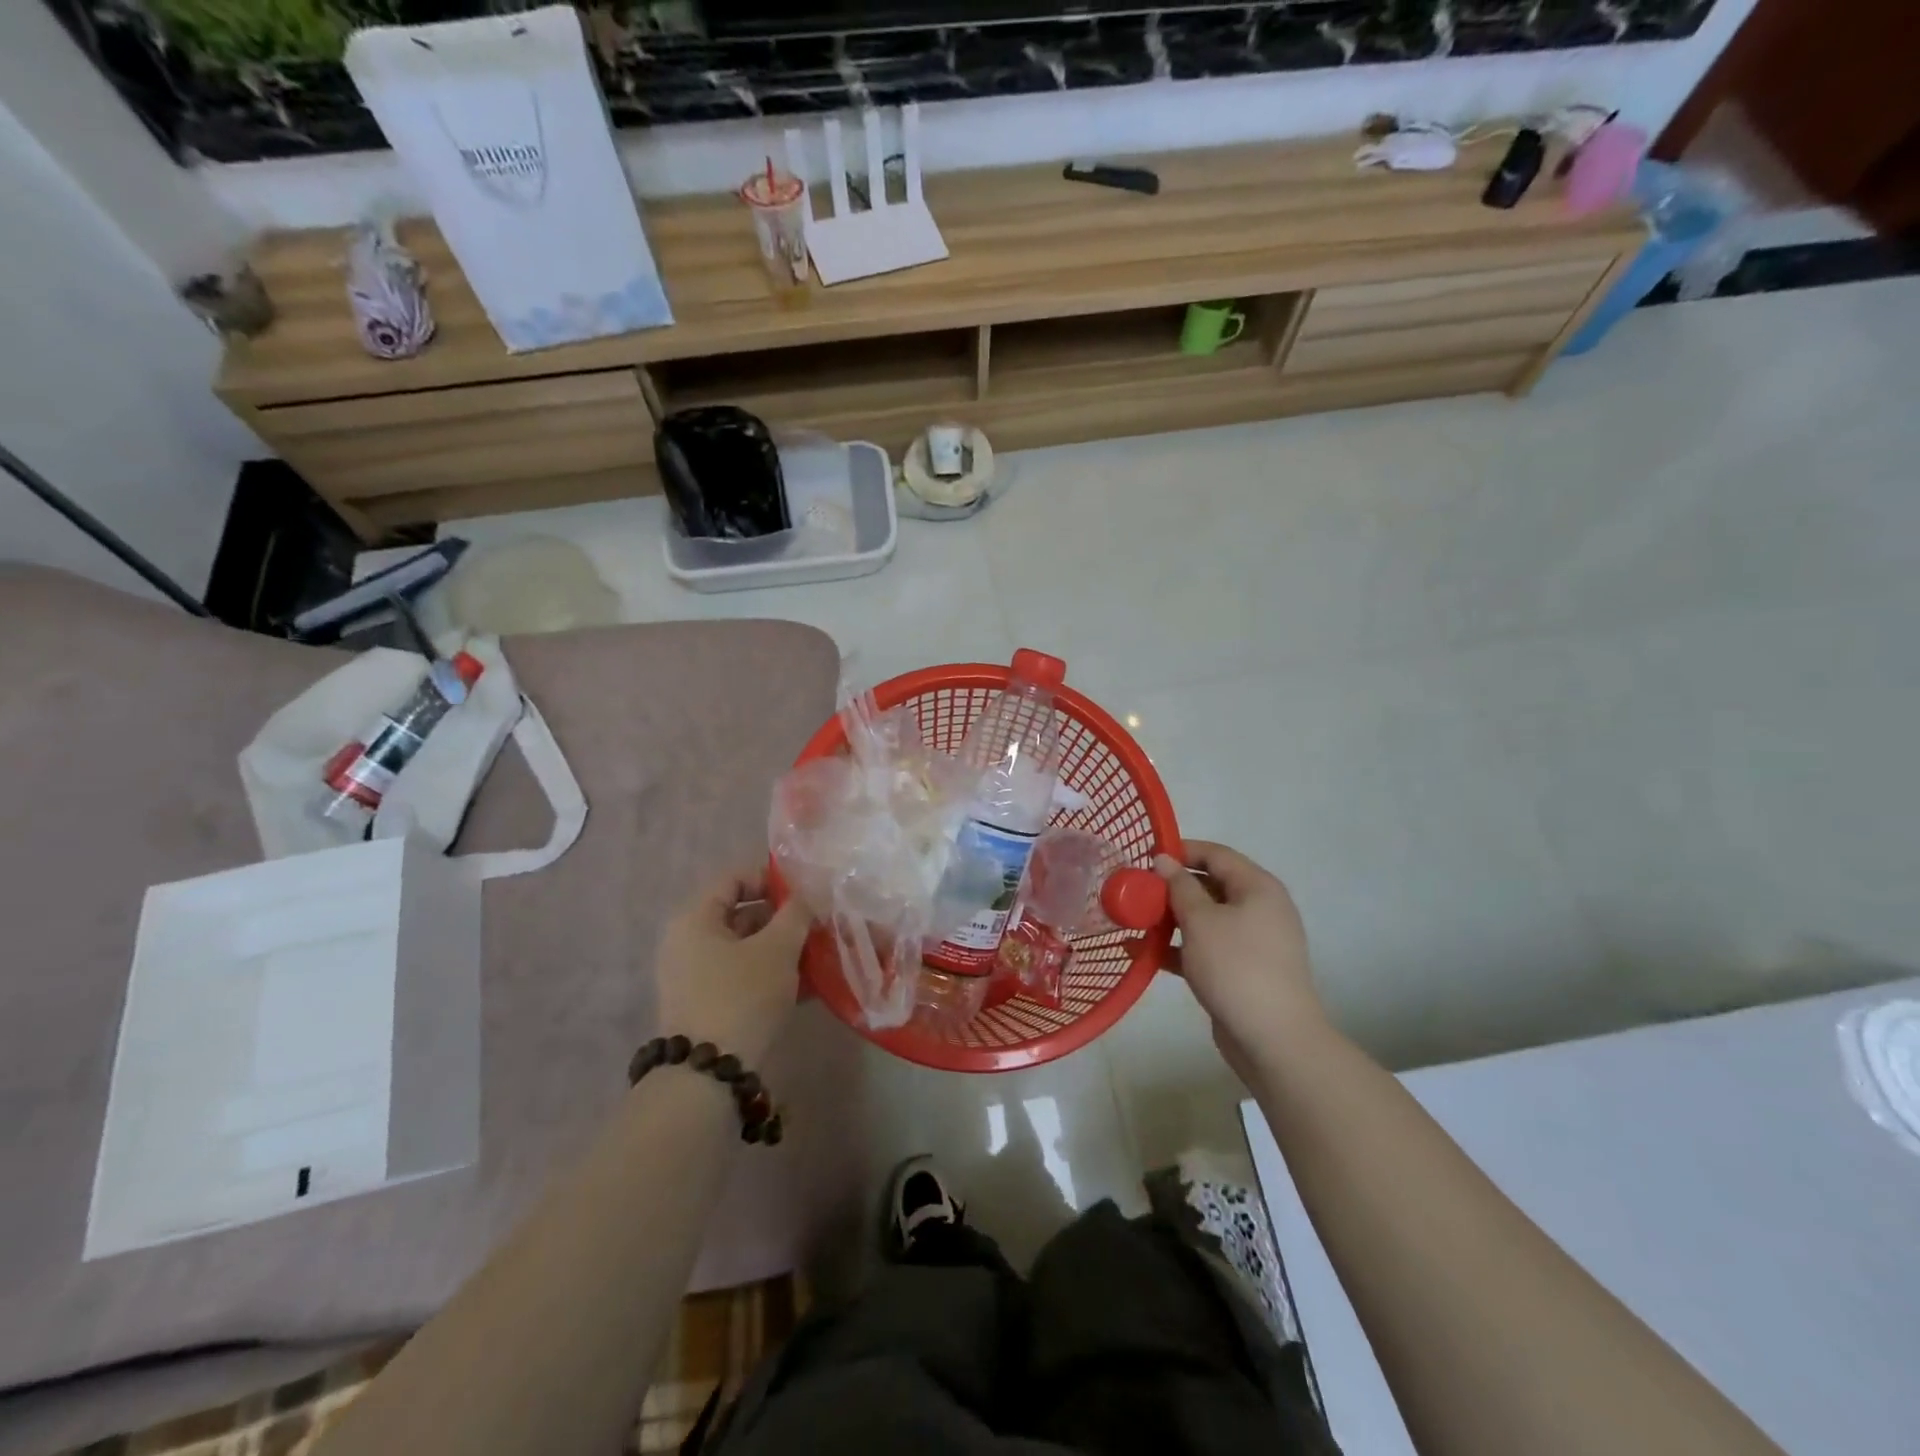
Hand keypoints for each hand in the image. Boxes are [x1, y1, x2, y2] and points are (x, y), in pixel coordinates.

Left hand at [654, 867, 811, 1065]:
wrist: (710, 1076)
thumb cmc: (742, 996)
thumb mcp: (777, 948)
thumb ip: (796, 913)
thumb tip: (808, 895)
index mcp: (695, 919)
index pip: (734, 879)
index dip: (772, 878)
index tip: (807, 892)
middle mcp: (688, 943)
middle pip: (742, 914)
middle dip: (784, 918)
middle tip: (820, 925)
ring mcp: (695, 977)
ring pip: (747, 948)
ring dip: (783, 948)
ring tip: (820, 954)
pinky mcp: (707, 1006)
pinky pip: (744, 976)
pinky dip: (772, 974)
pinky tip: (808, 984)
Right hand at [1155, 841, 1326, 1075]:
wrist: (1274, 1039)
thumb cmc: (1236, 967)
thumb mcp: (1201, 920)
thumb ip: (1179, 886)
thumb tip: (1164, 860)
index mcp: (1257, 887)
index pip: (1216, 854)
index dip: (1181, 850)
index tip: (1145, 857)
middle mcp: (1258, 908)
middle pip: (1209, 886)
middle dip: (1171, 888)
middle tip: (1135, 891)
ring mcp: (1251, 942)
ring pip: (1204, 919)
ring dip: (1169, 919)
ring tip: (1132, 921)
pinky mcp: (1240, 970)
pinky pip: (1204, 947)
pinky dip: (1177, 947)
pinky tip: (1142, 954)